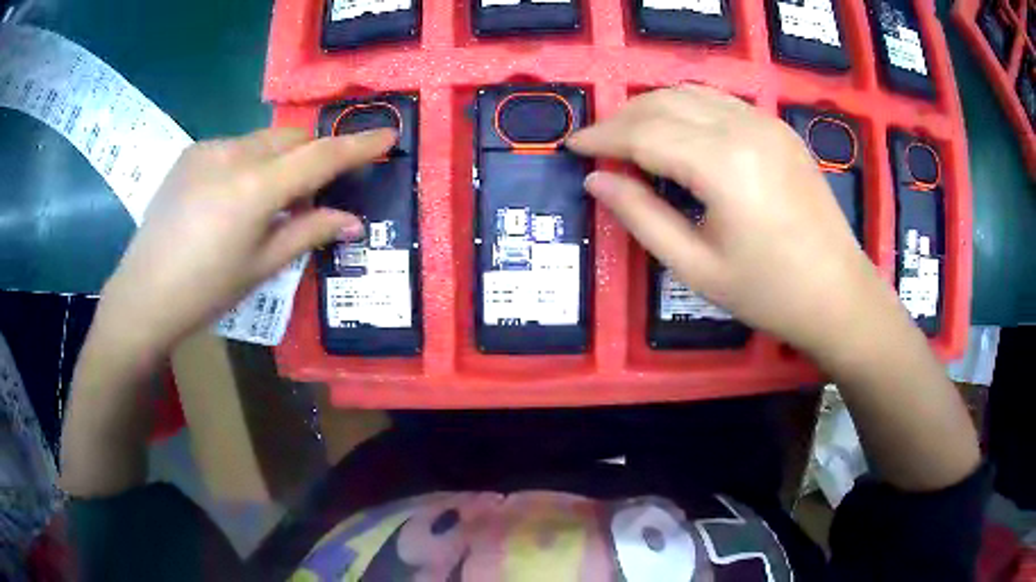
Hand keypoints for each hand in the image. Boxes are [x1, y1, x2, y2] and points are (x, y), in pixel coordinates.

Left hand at [96, 127, 396, 355]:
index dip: (358, 145)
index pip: (321, 155)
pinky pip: (235, 146)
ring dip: (280, 159)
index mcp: (256, 187)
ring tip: (269, 200)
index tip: (388, 135)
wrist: (143, 295)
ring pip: (263, 140)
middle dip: (314, 154)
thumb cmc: (206, 291)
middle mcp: (234, 153)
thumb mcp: (262, 266)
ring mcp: (209, 148)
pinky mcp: (191, 153)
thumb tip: (353, 221)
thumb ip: (309, 233)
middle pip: (293, 137)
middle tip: (316, 191)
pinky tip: (233, 195)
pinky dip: (250, 161)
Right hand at [567, 86, 902, 355]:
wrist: (839, 295)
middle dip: (623, 119)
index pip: (644, 132)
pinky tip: (678, 134)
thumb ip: (641, 217)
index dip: (602, 136)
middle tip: (598, 146)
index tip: (572, 145)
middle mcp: (744, 127)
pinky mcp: (779, 128)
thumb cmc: (768, 292)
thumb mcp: (696, 266)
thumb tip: (596, 181)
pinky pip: (719, 102)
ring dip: (653, 109)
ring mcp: (766, 122)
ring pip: (691, 93)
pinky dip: (686, 109)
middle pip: (664, 102)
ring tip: (631, 139)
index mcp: (723, 164)